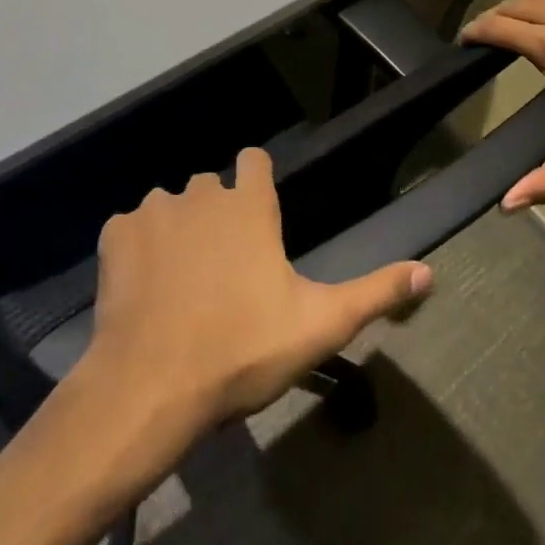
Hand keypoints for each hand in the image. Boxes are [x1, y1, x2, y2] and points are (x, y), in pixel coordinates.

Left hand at [77, 149, 432, 450]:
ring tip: (179, 283)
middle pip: (210, 186)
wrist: (151, 384)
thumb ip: (374, 293)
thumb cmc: (241, 350)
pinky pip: (130, 228)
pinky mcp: (116, 233)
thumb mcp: (319, 326)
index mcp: (248, 206)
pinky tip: (143, 290)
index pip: (255, 159)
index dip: (256, 178)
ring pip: (169, 206)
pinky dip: (137, 249)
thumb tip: (429, 272)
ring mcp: (154, 209)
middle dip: (216, 214)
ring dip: (176, 231)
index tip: (258, 211)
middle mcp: (201, 193)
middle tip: (221, 268)